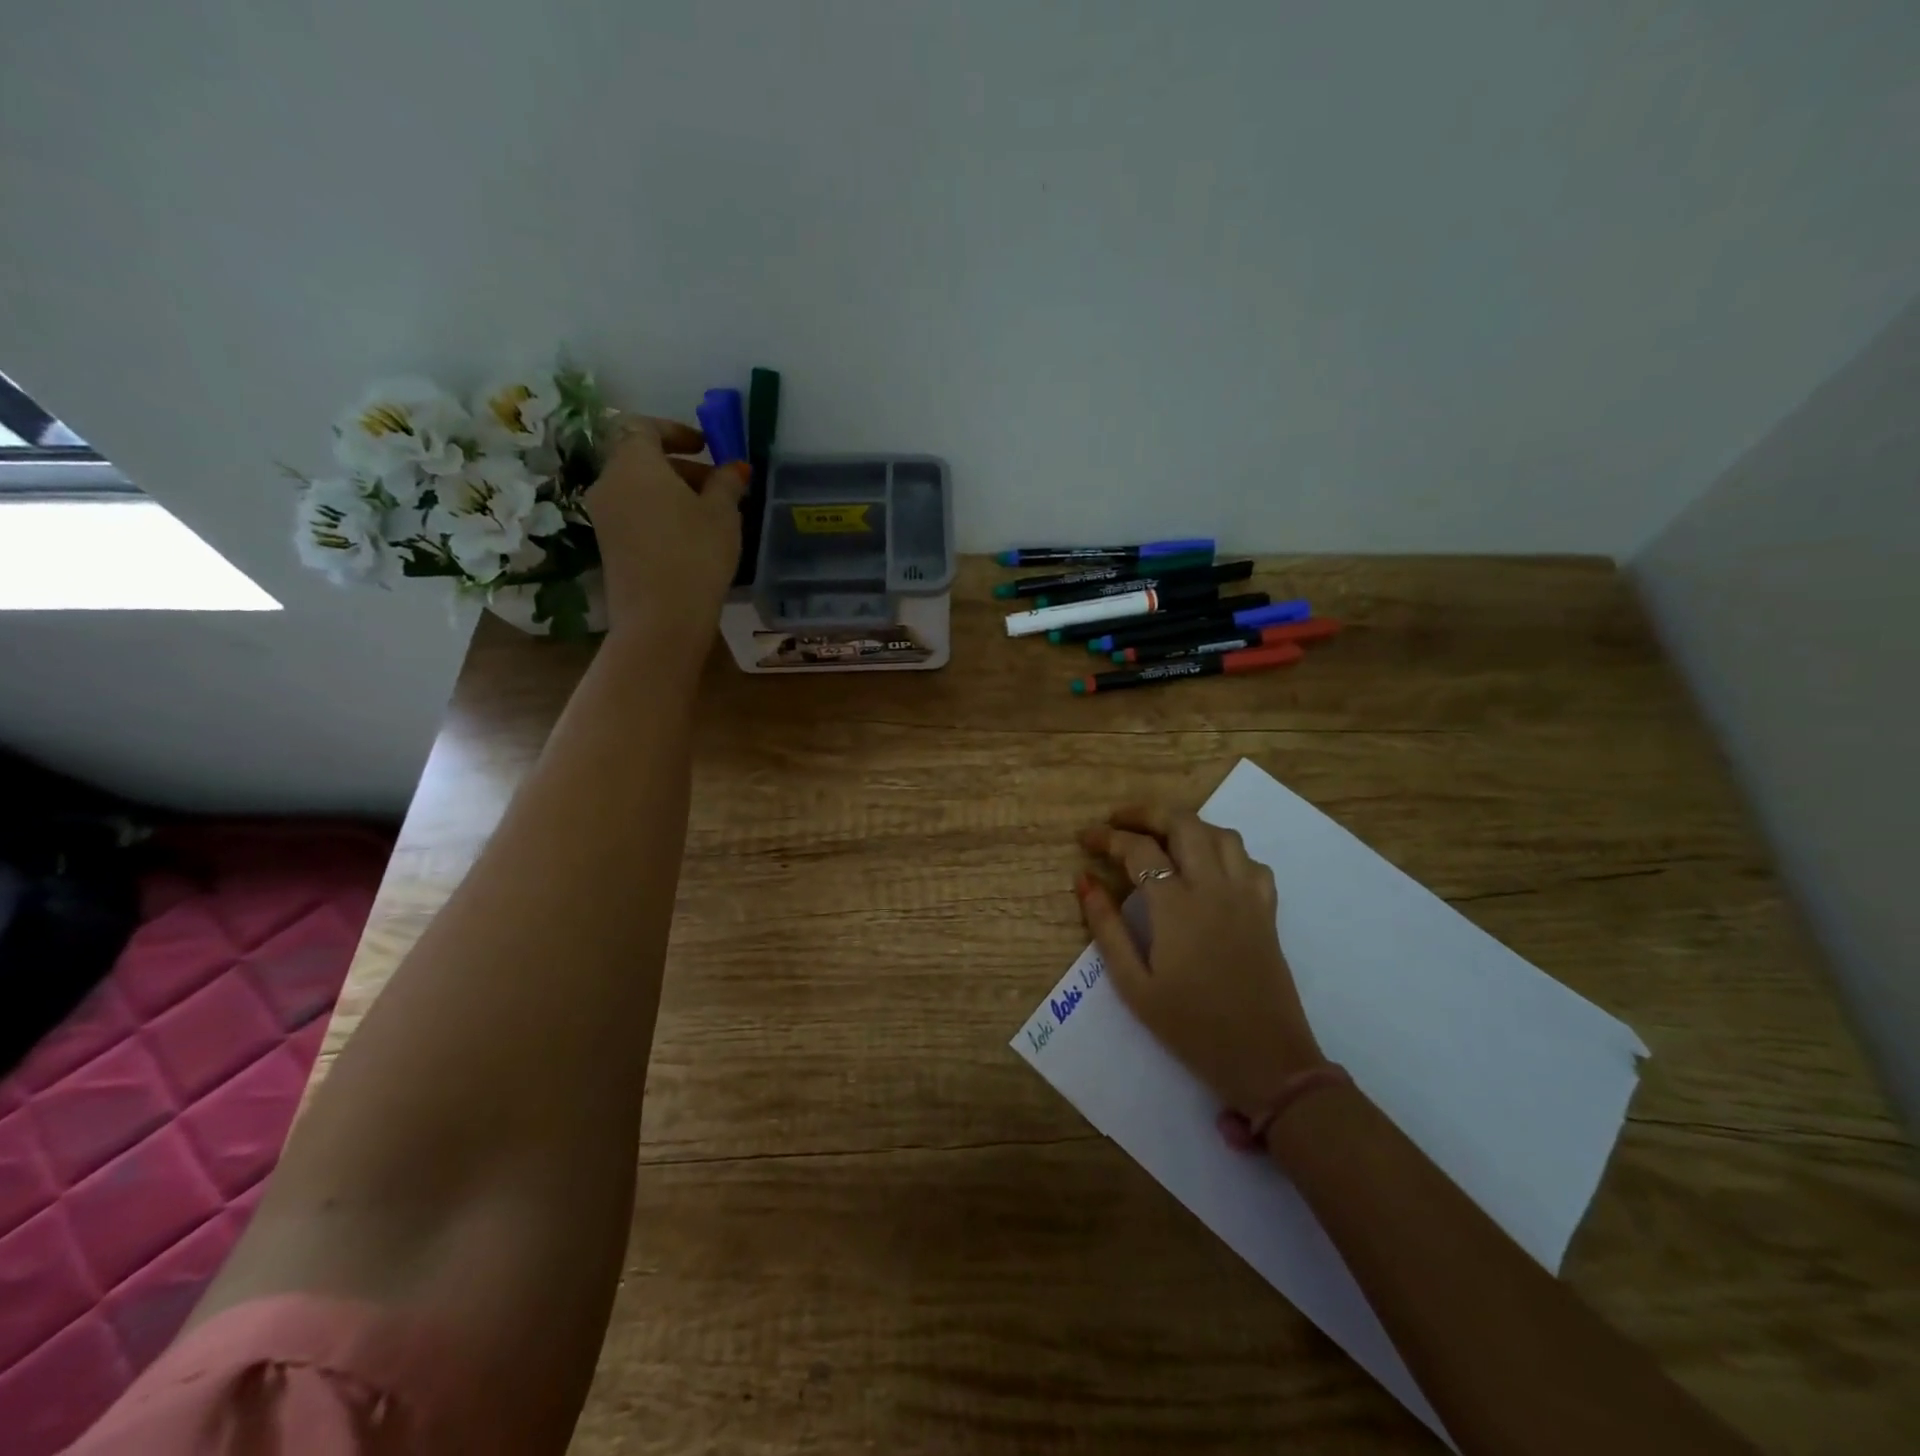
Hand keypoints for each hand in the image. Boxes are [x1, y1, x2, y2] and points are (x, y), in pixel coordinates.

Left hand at [586, 416, 749, 644]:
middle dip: (680, 466)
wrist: (660, 618)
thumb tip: (734, 467)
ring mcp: (603, 516)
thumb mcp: (723, 514)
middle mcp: (609, 482)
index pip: (644, 426)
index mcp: (634, 463)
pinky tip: (690, 538)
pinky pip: (634, 514)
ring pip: (637, 488)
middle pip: (640, 458)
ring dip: (671, 492)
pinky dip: (659, 514)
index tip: (706, 446)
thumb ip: (727, 483)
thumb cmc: (696, 555)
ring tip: (709, 515)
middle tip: (717, 485)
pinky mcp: (607, 545)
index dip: (676, 430)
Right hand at [1078, 805, 1324, 1114]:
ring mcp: (1246, 895)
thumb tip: (1084, 881)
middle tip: (1119, 821)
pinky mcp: (1266, 910)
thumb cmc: (1191, 1027)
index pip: (1139, 850)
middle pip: (1183, 823)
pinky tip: (1208, 867)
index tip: (1086, 838)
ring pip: (1220, 833)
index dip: (1108, 837)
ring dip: (1186, 825)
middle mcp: (1214, 887)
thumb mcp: (1134, 985)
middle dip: (1146, 813)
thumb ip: (1106, 928)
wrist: (1267, 1061)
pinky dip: (1224, 850)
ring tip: (1161, 836)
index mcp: (1177, 906)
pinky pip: (1249, 860)